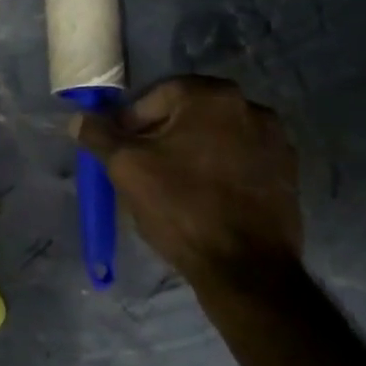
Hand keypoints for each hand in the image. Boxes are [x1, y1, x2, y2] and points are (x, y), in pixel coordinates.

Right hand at [73, 76, 303, 290]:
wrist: (247, 269)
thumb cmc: (182, 207)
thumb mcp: (127, 169)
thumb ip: (100, 136)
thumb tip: (78, 119)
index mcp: (213, 96)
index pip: (157, 96)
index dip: (132, 122)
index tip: (120, 151)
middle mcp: (251, 107)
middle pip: (189, 114)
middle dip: (161, 136)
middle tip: (142, 168)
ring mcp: (276, 141)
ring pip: (216, 138)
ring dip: (192, 153)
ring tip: (172, 187)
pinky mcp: (288, 173)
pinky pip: (241, 161)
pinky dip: (220, 171)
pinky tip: (205, 200)